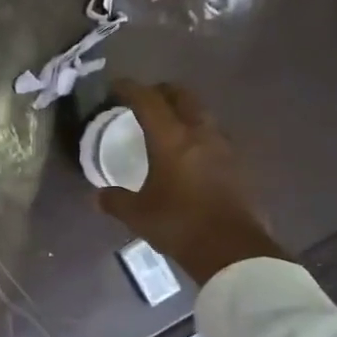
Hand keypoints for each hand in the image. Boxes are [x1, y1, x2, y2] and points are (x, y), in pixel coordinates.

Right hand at [96, 80, 285, 283]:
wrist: (232, 249)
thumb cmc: (179, 224)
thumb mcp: (137, 214)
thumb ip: (115, 200)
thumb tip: (98, 195)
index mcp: (171, 138)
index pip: (148, 100)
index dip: (130, 88)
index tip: (116, 86)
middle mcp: (199, 133)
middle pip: (182, 96)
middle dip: (161, 92)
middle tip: (145, 100)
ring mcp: (223, 147)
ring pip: (202, 113)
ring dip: (183, 112)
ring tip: (167, 126)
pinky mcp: (238, 165)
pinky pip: (214, 137)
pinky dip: (197, 135)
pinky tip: (189, 154)